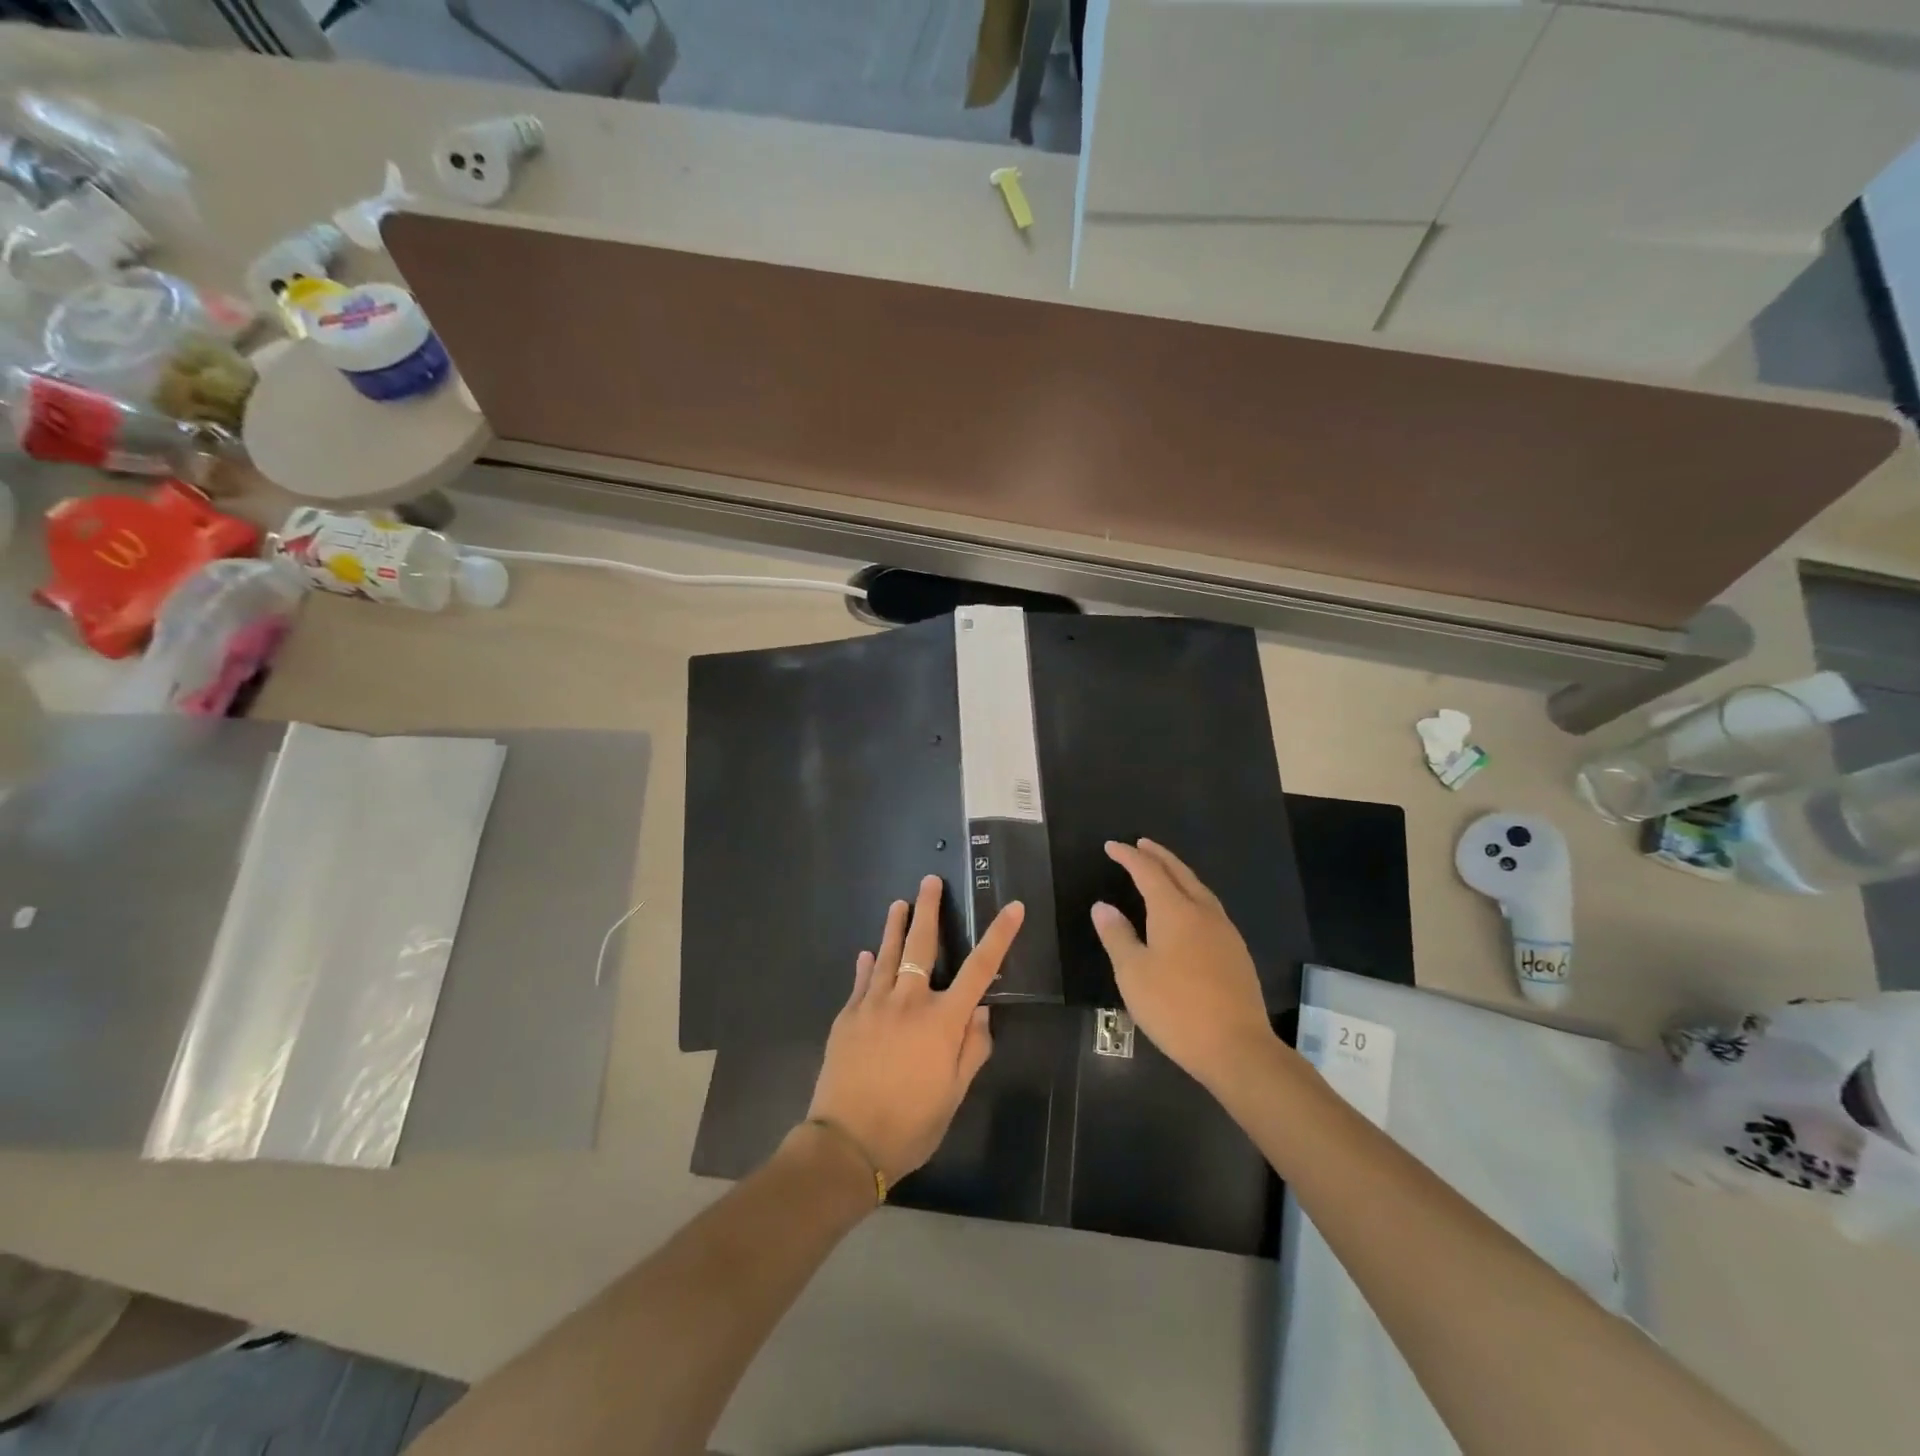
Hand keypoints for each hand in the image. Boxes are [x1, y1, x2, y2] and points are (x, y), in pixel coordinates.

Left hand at [807, 874, 1024, 1184]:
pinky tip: (867, 954)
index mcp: (942, 1021)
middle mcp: (908, 1002)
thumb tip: (982, 1011)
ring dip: (894, 926)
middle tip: (929, 880)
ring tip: (898, 902)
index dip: (999, 936)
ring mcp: (873, 1005)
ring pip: (886, 954)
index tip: (1012, 908)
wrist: (846, 1143)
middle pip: (922, 945)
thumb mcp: (953, 1093)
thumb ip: (972, 1048)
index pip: (979, 969)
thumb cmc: (910, 1124)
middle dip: (928, 910)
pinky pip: (861, 982)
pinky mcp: (847, 1017)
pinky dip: (866, 965)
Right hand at [1091, 839, 1276, 1087]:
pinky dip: (1192, 894)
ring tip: (1164, 871)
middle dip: (1158, 856)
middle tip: (1141, 845)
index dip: (1128, 857)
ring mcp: (1225, 932)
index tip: (1111, 846)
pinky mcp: (1236, 952)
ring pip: (1199, 889)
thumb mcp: (1133, 973)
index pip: (1148, 871)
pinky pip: (1210, 908)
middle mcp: (1203, 912)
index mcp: (1174, 911)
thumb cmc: (1175, 1008)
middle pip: (1179, 873)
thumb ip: (1117, 936)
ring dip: (1179, 873)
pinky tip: (1189, 910)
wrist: (1237, 1047)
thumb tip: (1103, 906)